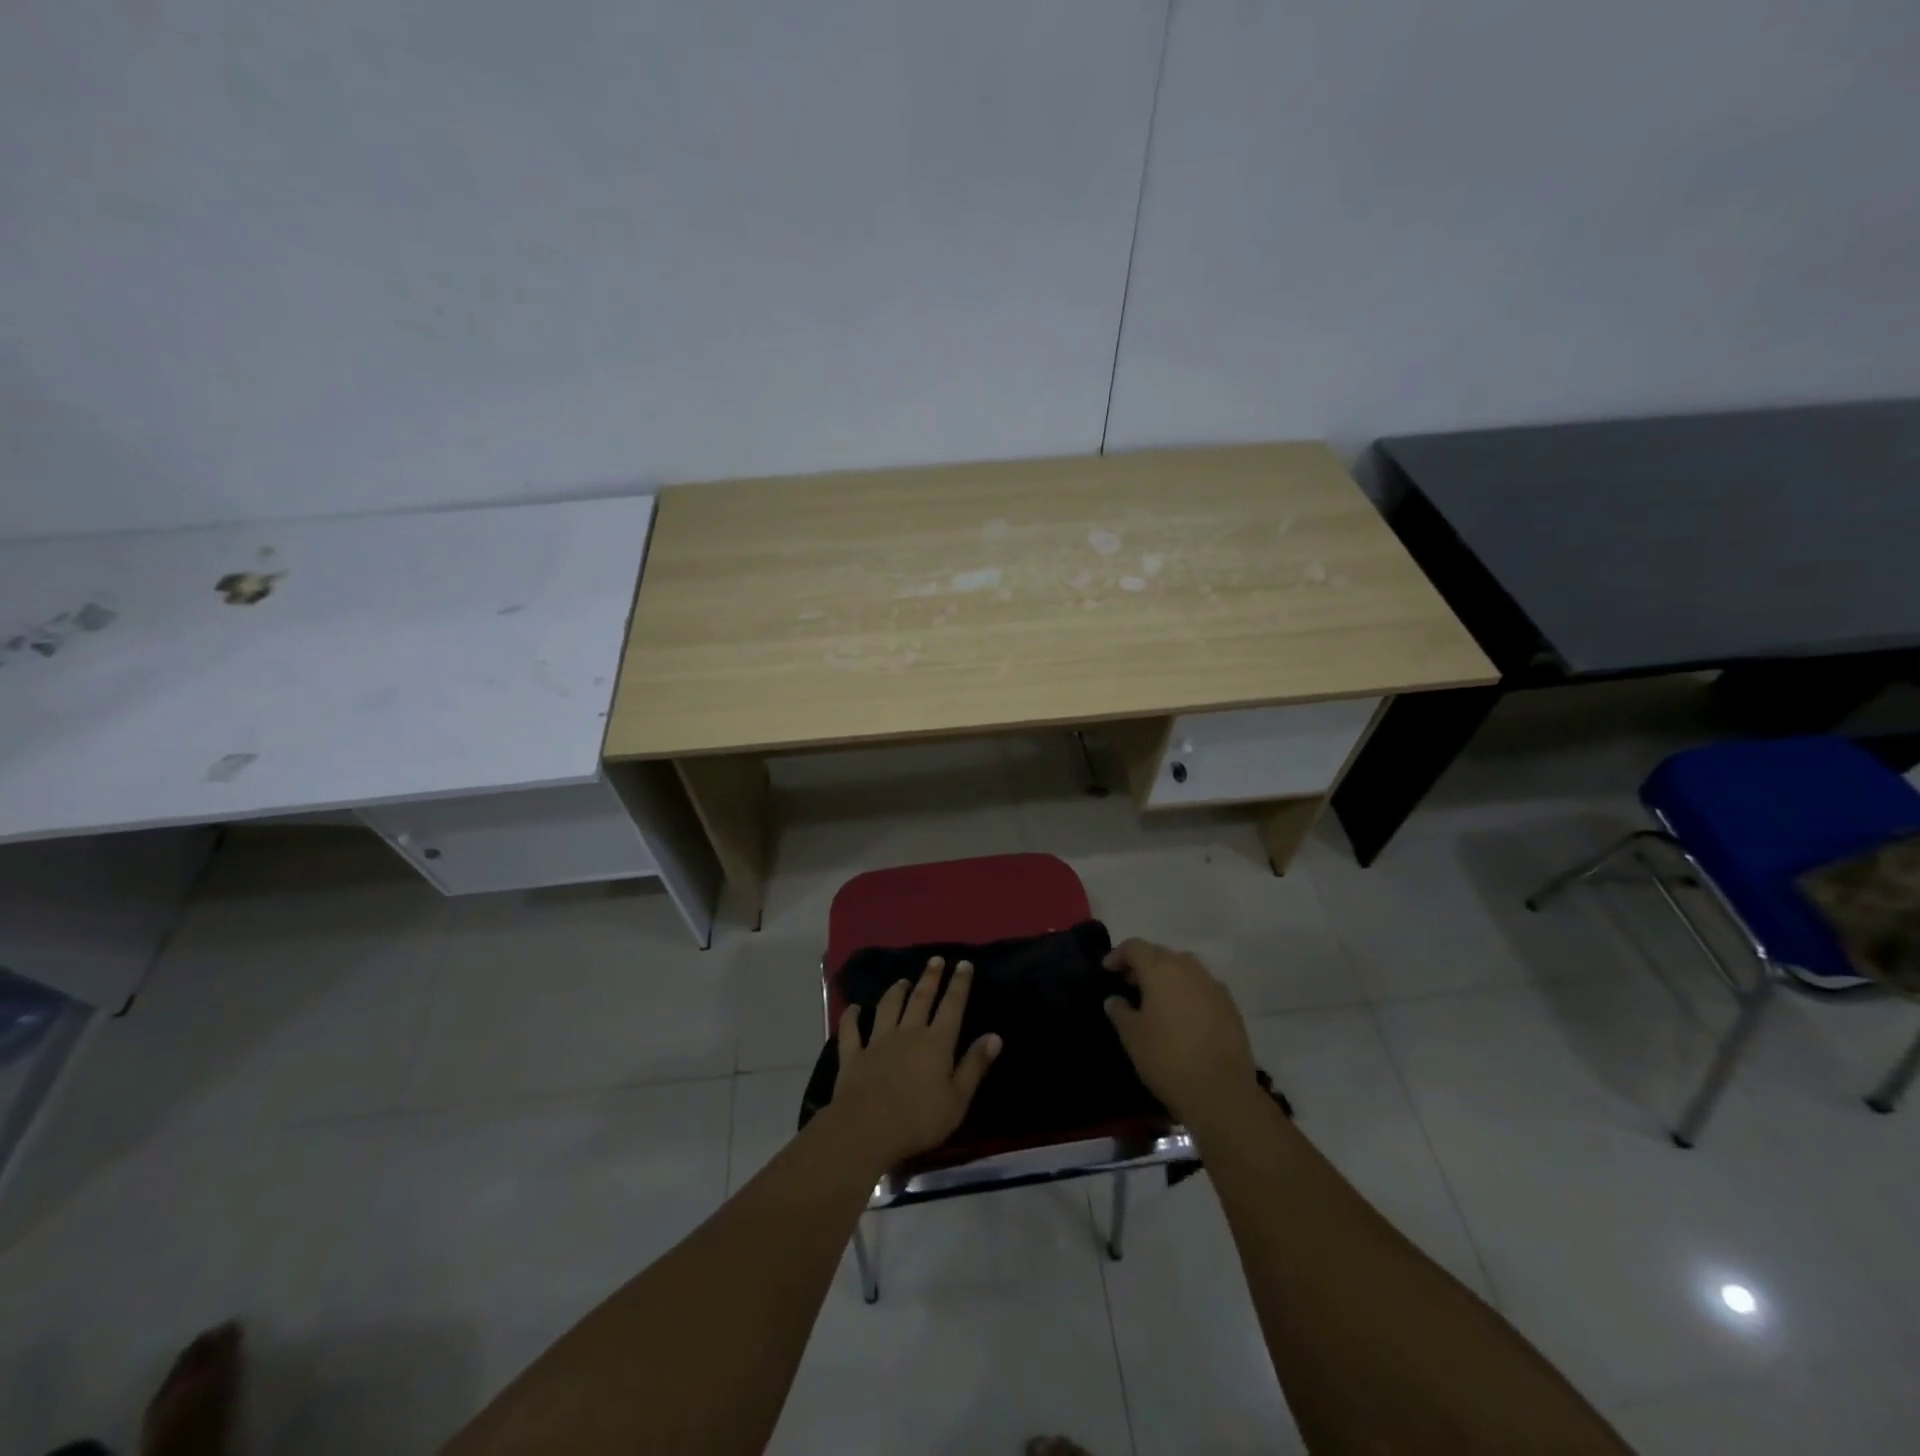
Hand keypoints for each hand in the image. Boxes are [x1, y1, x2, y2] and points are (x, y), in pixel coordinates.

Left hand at [830, 956, 1001, 1169]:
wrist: (866, 1130)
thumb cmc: (919, 1120)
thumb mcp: (958, 1099)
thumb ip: (974, 1065)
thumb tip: (995, 1036)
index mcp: (936, 1043)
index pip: (952, 1006)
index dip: (959, 984)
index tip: (964, 964)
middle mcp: (908, 1033)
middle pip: (920, 999)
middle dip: (930, 978)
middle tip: (935, 959)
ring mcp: (878, 1042)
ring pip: (888, 1008)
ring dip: (895, 992)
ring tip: (901, 980)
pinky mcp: (853, 1055)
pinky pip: (851, 1031)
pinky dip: (851, 1017)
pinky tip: (854, 1008)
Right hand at [1103, 938, 1256, 1126]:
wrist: (1222, 1093)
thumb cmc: (1167, 1059)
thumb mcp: (1132, 1037)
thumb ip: (1119, 1011)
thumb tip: (1115, 999)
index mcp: (1161, 969)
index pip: (1135, 947)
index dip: (1118, 955)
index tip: (1107, 971)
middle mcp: (1189, 968)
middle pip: (1160, 954)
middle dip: (1143, 965)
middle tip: (1129, 985)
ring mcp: (1214, 986)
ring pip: (1185, 968)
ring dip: (1168, 977)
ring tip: (1157, 1000)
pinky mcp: (1231, 1006)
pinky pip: (1203, 987)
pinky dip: (1188, 993)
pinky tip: (1183, 1016)